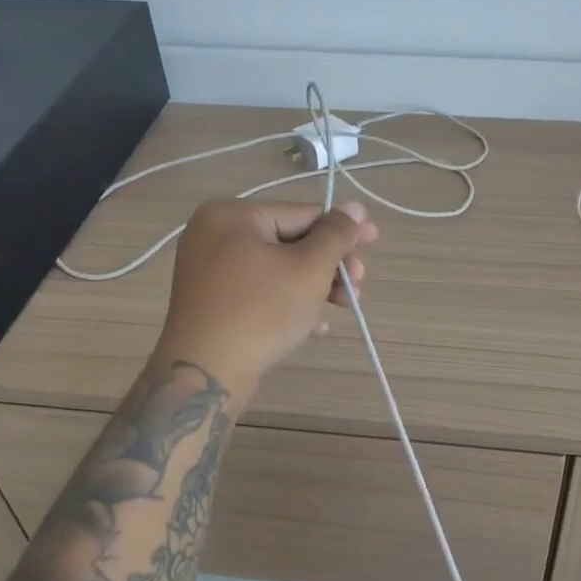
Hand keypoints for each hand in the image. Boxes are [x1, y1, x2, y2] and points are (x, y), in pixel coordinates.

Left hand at [152, 198, 377, 396]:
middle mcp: (215, 235)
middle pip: (290, 242)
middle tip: (357, 286)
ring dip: (315, 287)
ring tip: (343, 307)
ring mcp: (209, 270)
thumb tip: (356, 207)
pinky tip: (315, 328)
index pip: (302, 214)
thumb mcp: (309, 268)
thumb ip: (336, 235)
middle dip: (330, 265)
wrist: (205, 373)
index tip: (374, 242)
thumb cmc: (261, 311)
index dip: (342, 229)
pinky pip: (259, 292)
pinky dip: (288, 304)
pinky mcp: (212, 302)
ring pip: (278, 270)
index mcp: (232, 215)